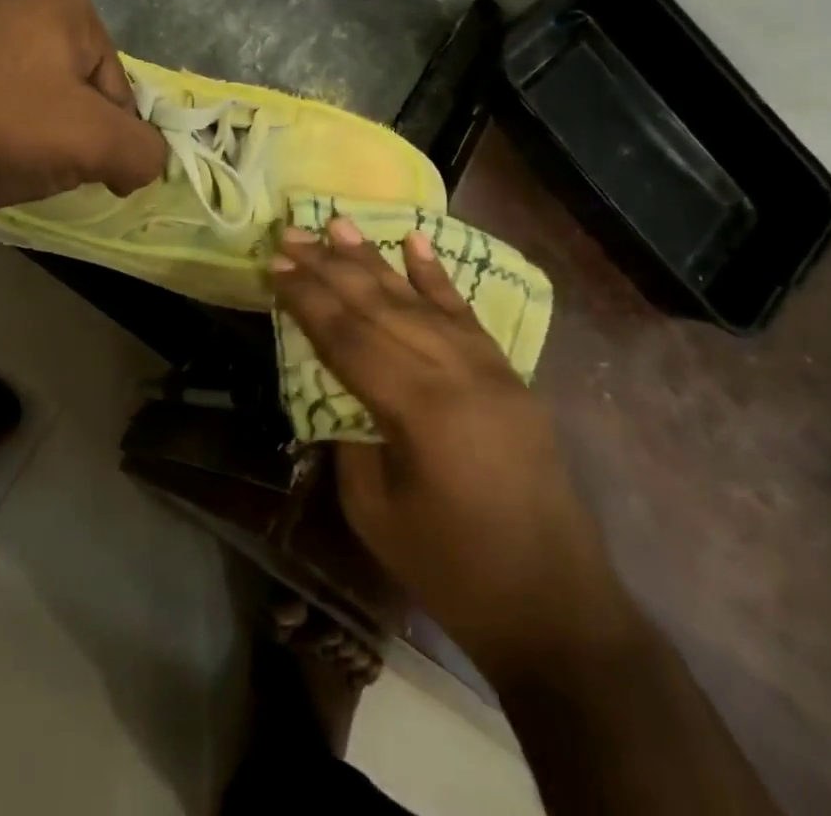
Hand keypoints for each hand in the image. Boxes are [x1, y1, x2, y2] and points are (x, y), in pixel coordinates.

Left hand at [0, 0, 165, 219]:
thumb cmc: (2, 127)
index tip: (90, 170)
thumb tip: (146, 163)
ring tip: (7, 162)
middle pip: (78, 90)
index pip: (119, 86)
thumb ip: (144, 152)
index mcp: (65, 2)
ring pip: (36, 100)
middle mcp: (19, 0)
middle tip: (44, 165)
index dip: (113, 137)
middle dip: (72, 135)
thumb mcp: (96, 143)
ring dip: (35, 138)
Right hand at [272, 219, 640, 684]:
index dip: (307, 298)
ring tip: (339, 224)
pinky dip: (437, 276)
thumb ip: (350, 435)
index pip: (349, 336)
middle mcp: (456, 373)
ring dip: (375, 260)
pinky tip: (416, 243)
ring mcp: (488, 369)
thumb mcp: (375, 512)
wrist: (556, 607)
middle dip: (330, 267)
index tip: (274, 265)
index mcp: (419, 410)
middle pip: (379, 307)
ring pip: (419, 300)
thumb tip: (334, 384)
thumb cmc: (453, 570)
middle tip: (293, 233)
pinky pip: (466, 314)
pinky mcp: (508, 375)